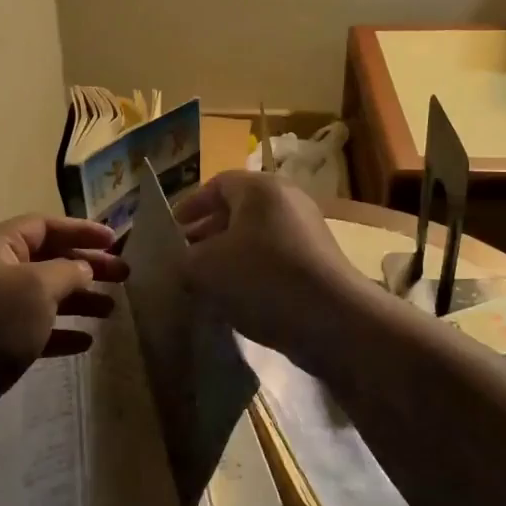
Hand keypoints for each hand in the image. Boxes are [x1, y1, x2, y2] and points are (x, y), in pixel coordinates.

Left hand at [0, 214, 126, 414]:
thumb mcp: (38, 287)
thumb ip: (68, 271)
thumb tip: (82, 269)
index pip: (45, 225)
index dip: (81, 231)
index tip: (114, 241)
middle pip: (48, 259)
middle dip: (86, 267)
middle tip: (123, 276)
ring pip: (44, 294)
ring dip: (78, 299)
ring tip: (111, 310)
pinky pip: (35, 327)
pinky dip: (60, 330)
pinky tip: (86, 342)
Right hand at [175, 171, 366, 358]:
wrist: (333, 320)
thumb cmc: (262, 278)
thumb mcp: (205, 268)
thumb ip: (183, 259)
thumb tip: (183, 262)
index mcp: (259, 188)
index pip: (216, 184)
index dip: (189, 207)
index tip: (172, 232)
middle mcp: (287, 200)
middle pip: (237, 210)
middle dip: (207, 233)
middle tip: (185, 258)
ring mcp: (307, 230)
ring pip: (256, 236)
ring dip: (229, 256)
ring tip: (208, 283)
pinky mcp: (319, 261)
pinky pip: (275, 258)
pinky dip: (253, 271)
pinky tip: (239, 299)